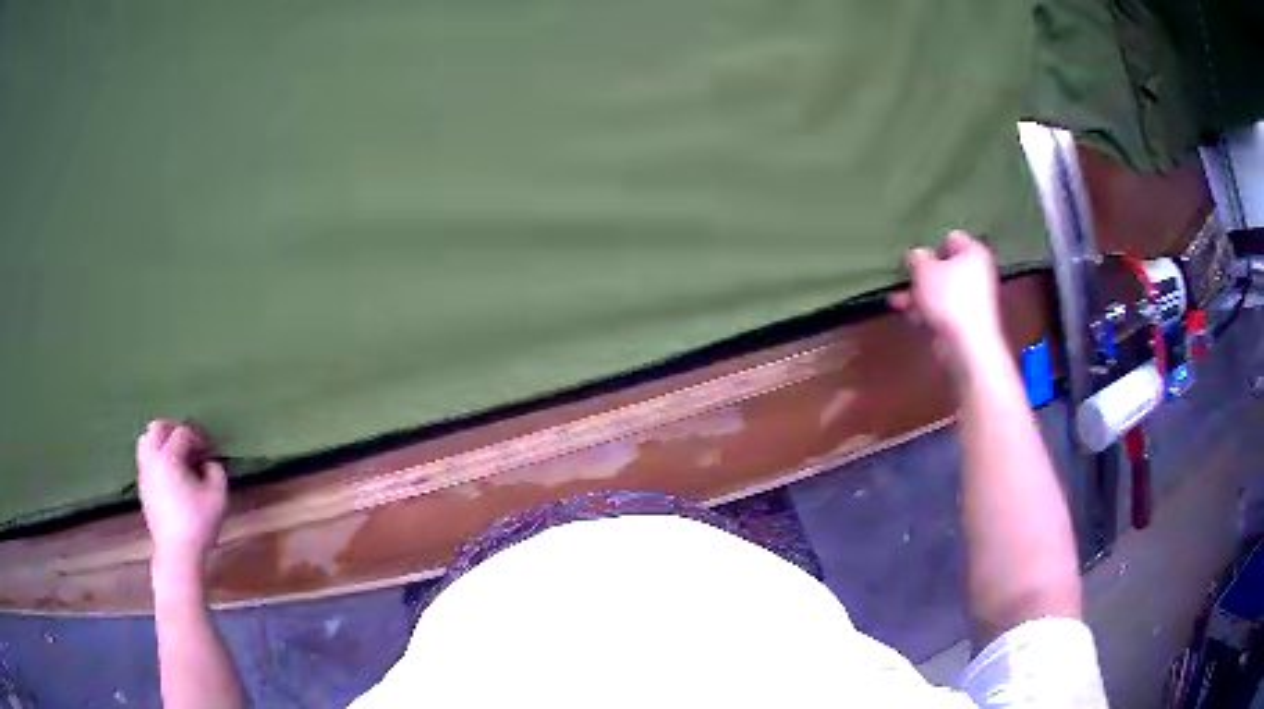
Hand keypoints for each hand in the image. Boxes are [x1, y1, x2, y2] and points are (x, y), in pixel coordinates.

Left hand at [137, 420, 228, 574]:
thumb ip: (216, 471)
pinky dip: (156, 458)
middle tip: (188, 444)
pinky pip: (145, 460)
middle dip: (173, 429)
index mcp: (169, 457)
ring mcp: (144, 473)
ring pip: (146, 441)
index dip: (197, 438)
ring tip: (176, 457)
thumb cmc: (198, 524)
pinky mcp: (142, 487)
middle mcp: (152, 459)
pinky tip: (169, 476)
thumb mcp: (218, 497)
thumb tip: (209, 463)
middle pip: (157, 427)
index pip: (182, 432)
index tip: (207, 451)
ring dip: (161, 442)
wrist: (178, 553)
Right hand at [889, 231, 1004, 369]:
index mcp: (974, 252)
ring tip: (896, 300)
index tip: (916, 255)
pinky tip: (909, 315)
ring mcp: (973, 299)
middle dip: (922, 273)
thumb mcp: (924, 269)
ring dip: (920, 294)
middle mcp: (977, 273)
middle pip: (945, 266)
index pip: (952, 238)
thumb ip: (917, 258)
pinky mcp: (966, 321)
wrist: (967, 345)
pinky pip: (943, 309)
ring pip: (941, 290)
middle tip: (904, 277)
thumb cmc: (949, 297)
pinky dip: (927, 311)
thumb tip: (917, 256)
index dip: (932, 244)